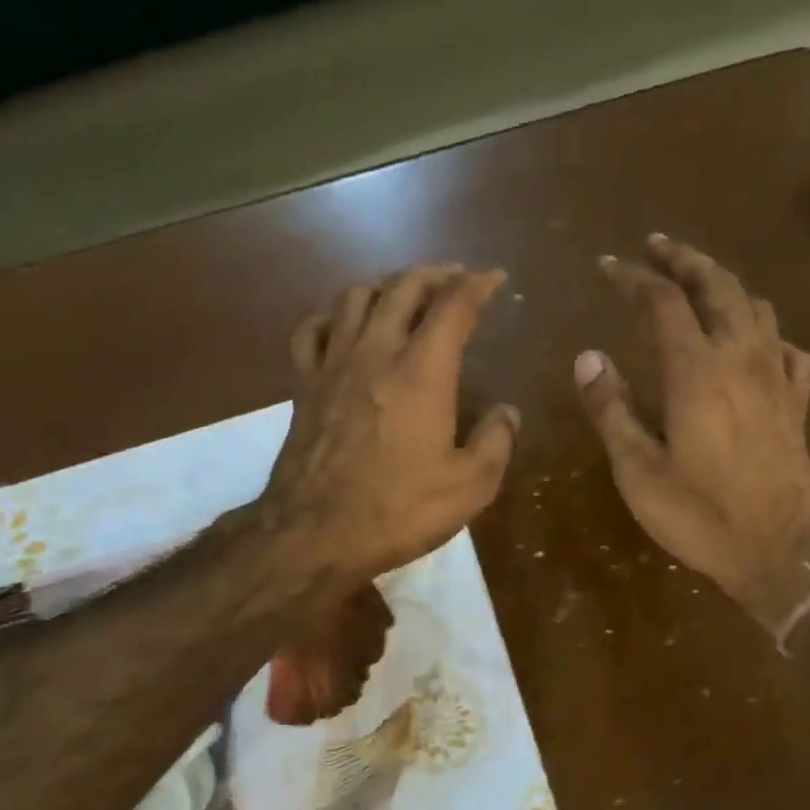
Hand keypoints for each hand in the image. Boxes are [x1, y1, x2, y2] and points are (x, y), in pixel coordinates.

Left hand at [262, 264, 518, 585]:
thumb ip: (496, 443)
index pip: (454, 305)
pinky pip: (311, 331)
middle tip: (453, 279)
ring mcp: (332, 365)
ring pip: (354, 297)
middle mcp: (376, 352)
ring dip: (384, 286)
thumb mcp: (469, 487)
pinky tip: (340, 328)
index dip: (478, 285)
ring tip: (401, 296)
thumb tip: (507, 413)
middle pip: (402, 287)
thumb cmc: (398, 511)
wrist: (316, 534)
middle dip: (433, 274)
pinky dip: (331, 318)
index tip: (494, 278)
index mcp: (422, 371)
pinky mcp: (302, 386)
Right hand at [575, 234, 809, 629]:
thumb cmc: (701, 515)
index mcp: (696, 371)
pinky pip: (788, 349)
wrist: (781, 549)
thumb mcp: (638, 471)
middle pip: (718, 285)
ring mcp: (776, 378)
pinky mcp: (797, 403)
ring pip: (756, 307)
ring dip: (726, 285)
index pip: (663, 302)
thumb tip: (588, 358)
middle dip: (685, 259)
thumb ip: (611, 411)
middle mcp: (741, 358)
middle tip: (658, 246)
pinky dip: (767, 333)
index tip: (609, 265)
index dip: (634, 277)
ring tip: (702, 284)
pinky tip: (757, 345)